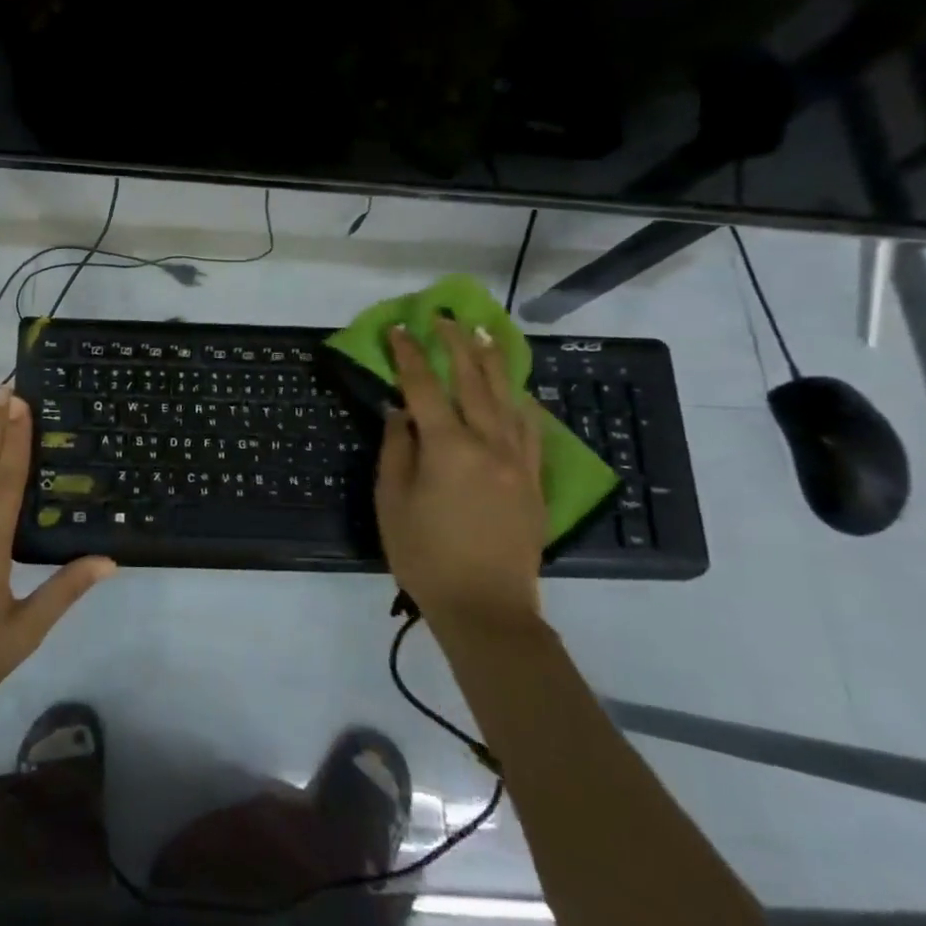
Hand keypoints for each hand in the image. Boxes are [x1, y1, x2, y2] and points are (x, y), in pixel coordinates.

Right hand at [375, 318, 546, 631]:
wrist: (486, 607)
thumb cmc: (425, 556)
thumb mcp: (392, 502)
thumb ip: (396, 450)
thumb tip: (400, 412)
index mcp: (447, 448)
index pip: (424, 387)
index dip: (410, 355)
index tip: (399, 329)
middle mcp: (488, 444)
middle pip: (472, 382)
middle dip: (457, 345)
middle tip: (445, 318)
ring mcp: (517, 461)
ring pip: (507, 399)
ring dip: (493, 363)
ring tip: (485, 335)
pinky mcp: (534, 481)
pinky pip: (532, 430)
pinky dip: (522, 404)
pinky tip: (518, 392)